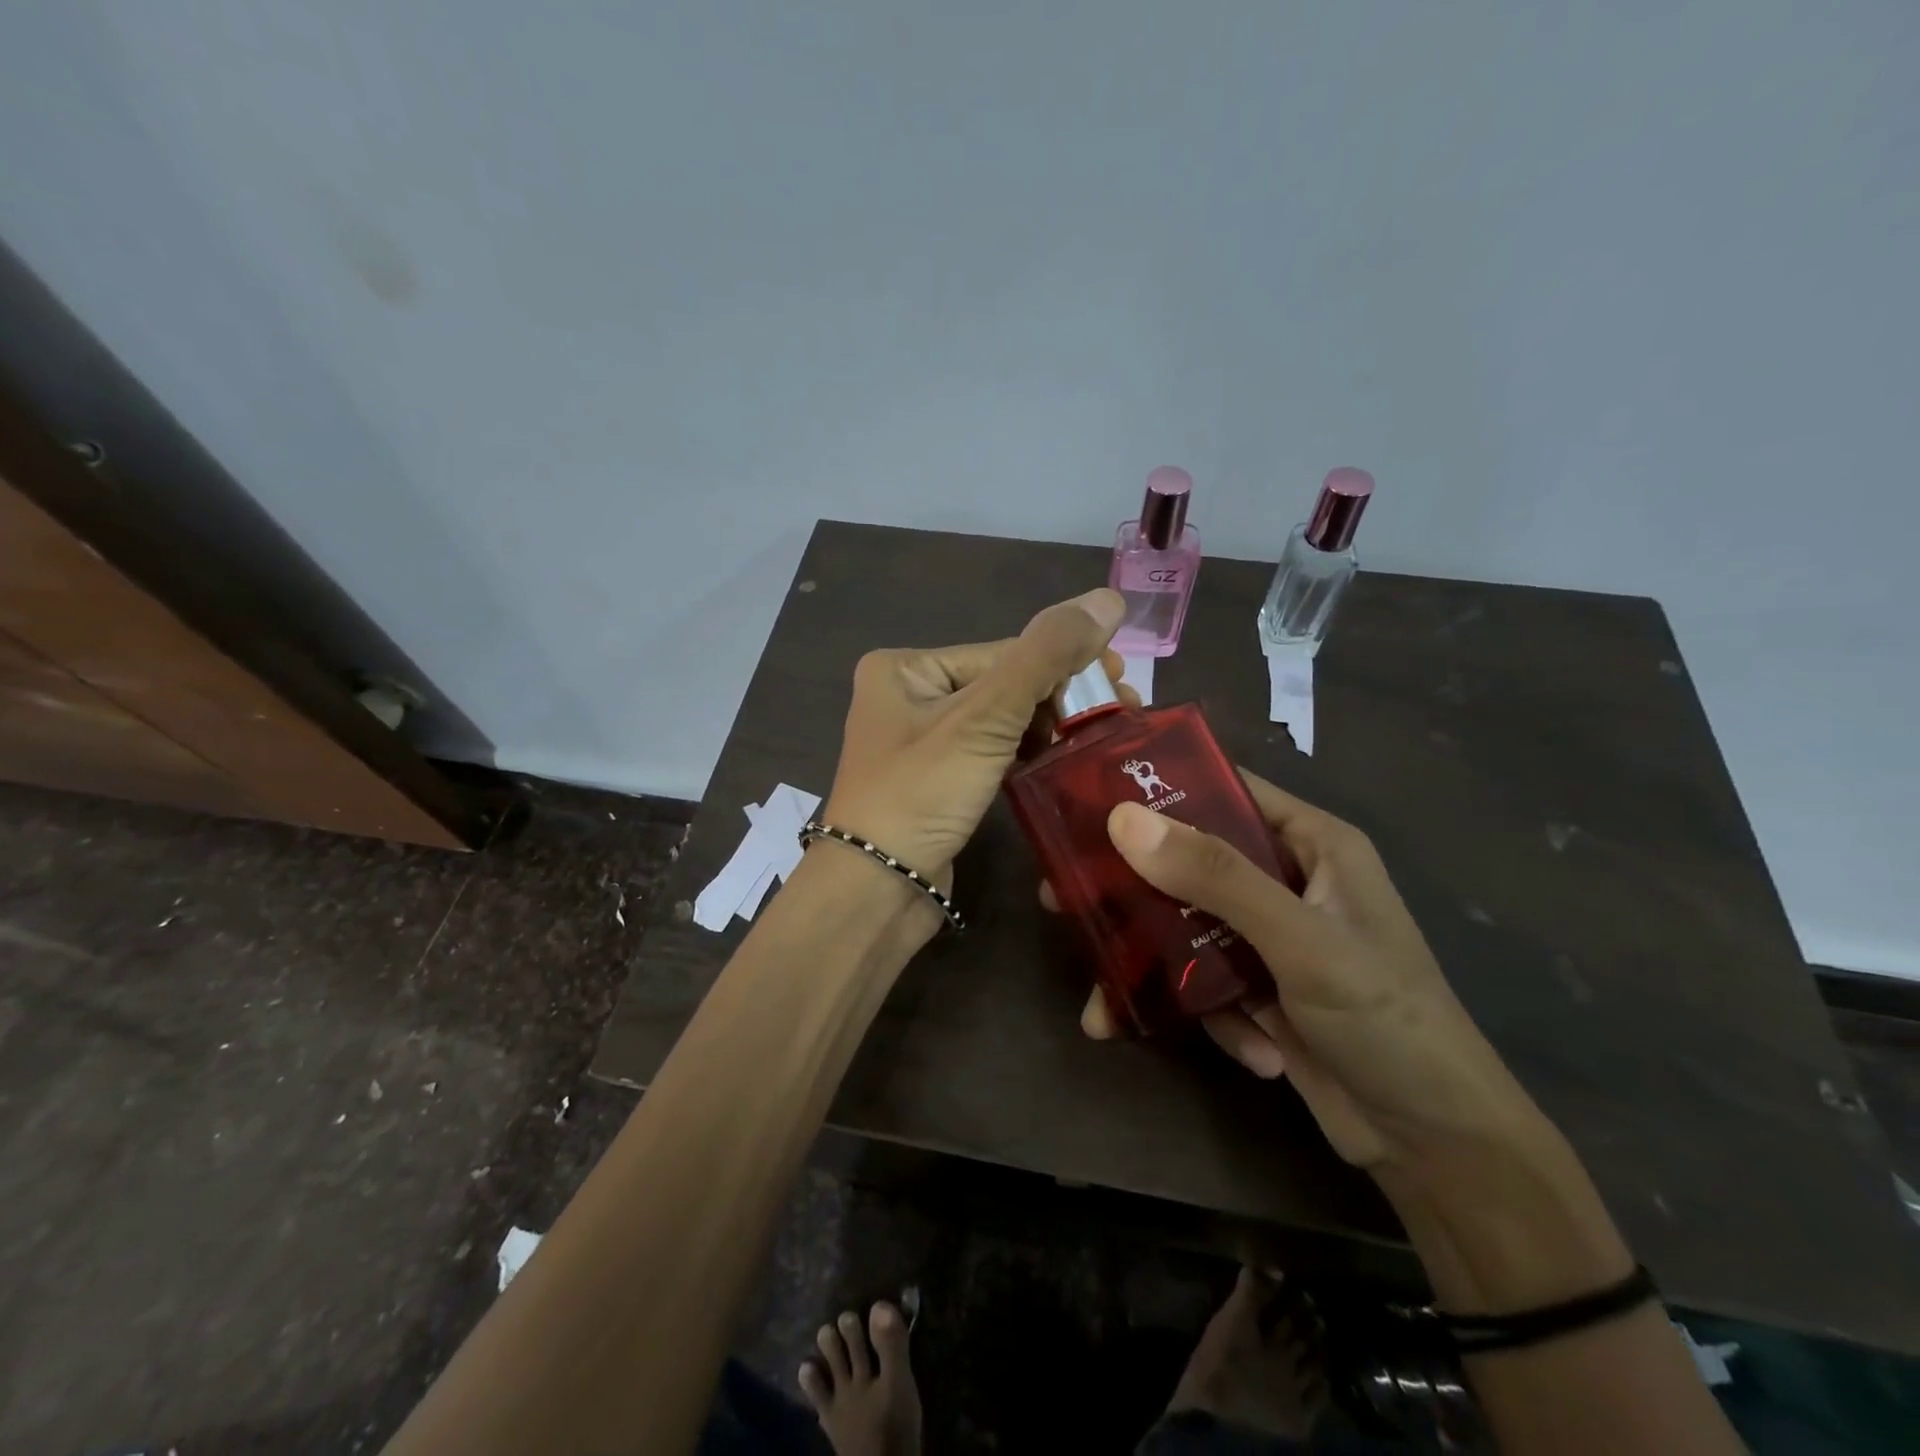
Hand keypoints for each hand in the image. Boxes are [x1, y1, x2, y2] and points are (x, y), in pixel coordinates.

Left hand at [820, 588, 1128, 894]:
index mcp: (905, 667)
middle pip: (1003, 684)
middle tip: (1124, 709)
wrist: (876, 891)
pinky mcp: (937, 780)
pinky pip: (991, 752)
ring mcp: (921, 741)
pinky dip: (1027, 753)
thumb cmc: (921, 793)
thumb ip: (1046, 656)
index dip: (1065, 665)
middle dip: (1062, 697)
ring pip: (1001, 720)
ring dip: (1050, 726)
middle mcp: (907, 695)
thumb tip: (1108, 598)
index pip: (1003, 652)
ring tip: (1103, 736)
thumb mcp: (984, 718)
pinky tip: (1064, 759)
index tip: (1123, 681)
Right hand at [1075, 770, 1538, 1174]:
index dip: (1159, 788)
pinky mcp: (1261, 989)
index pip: (1224, 790)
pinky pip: (1205, 979)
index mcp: (1311, 844)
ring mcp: (1271, 938)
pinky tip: (1246, 1049)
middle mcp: (1287, 880)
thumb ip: (1216, 877)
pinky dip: (1207, 1011)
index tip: (1088, 800)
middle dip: (1131, 887)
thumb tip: (1124, 819)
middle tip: (1060, 896)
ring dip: (1152, 965)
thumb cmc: (1386, 1019)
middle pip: (1189, 861)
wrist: (1440, 1147)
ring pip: (1185, 926)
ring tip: (1099, 1001)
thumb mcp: (1301, 939)